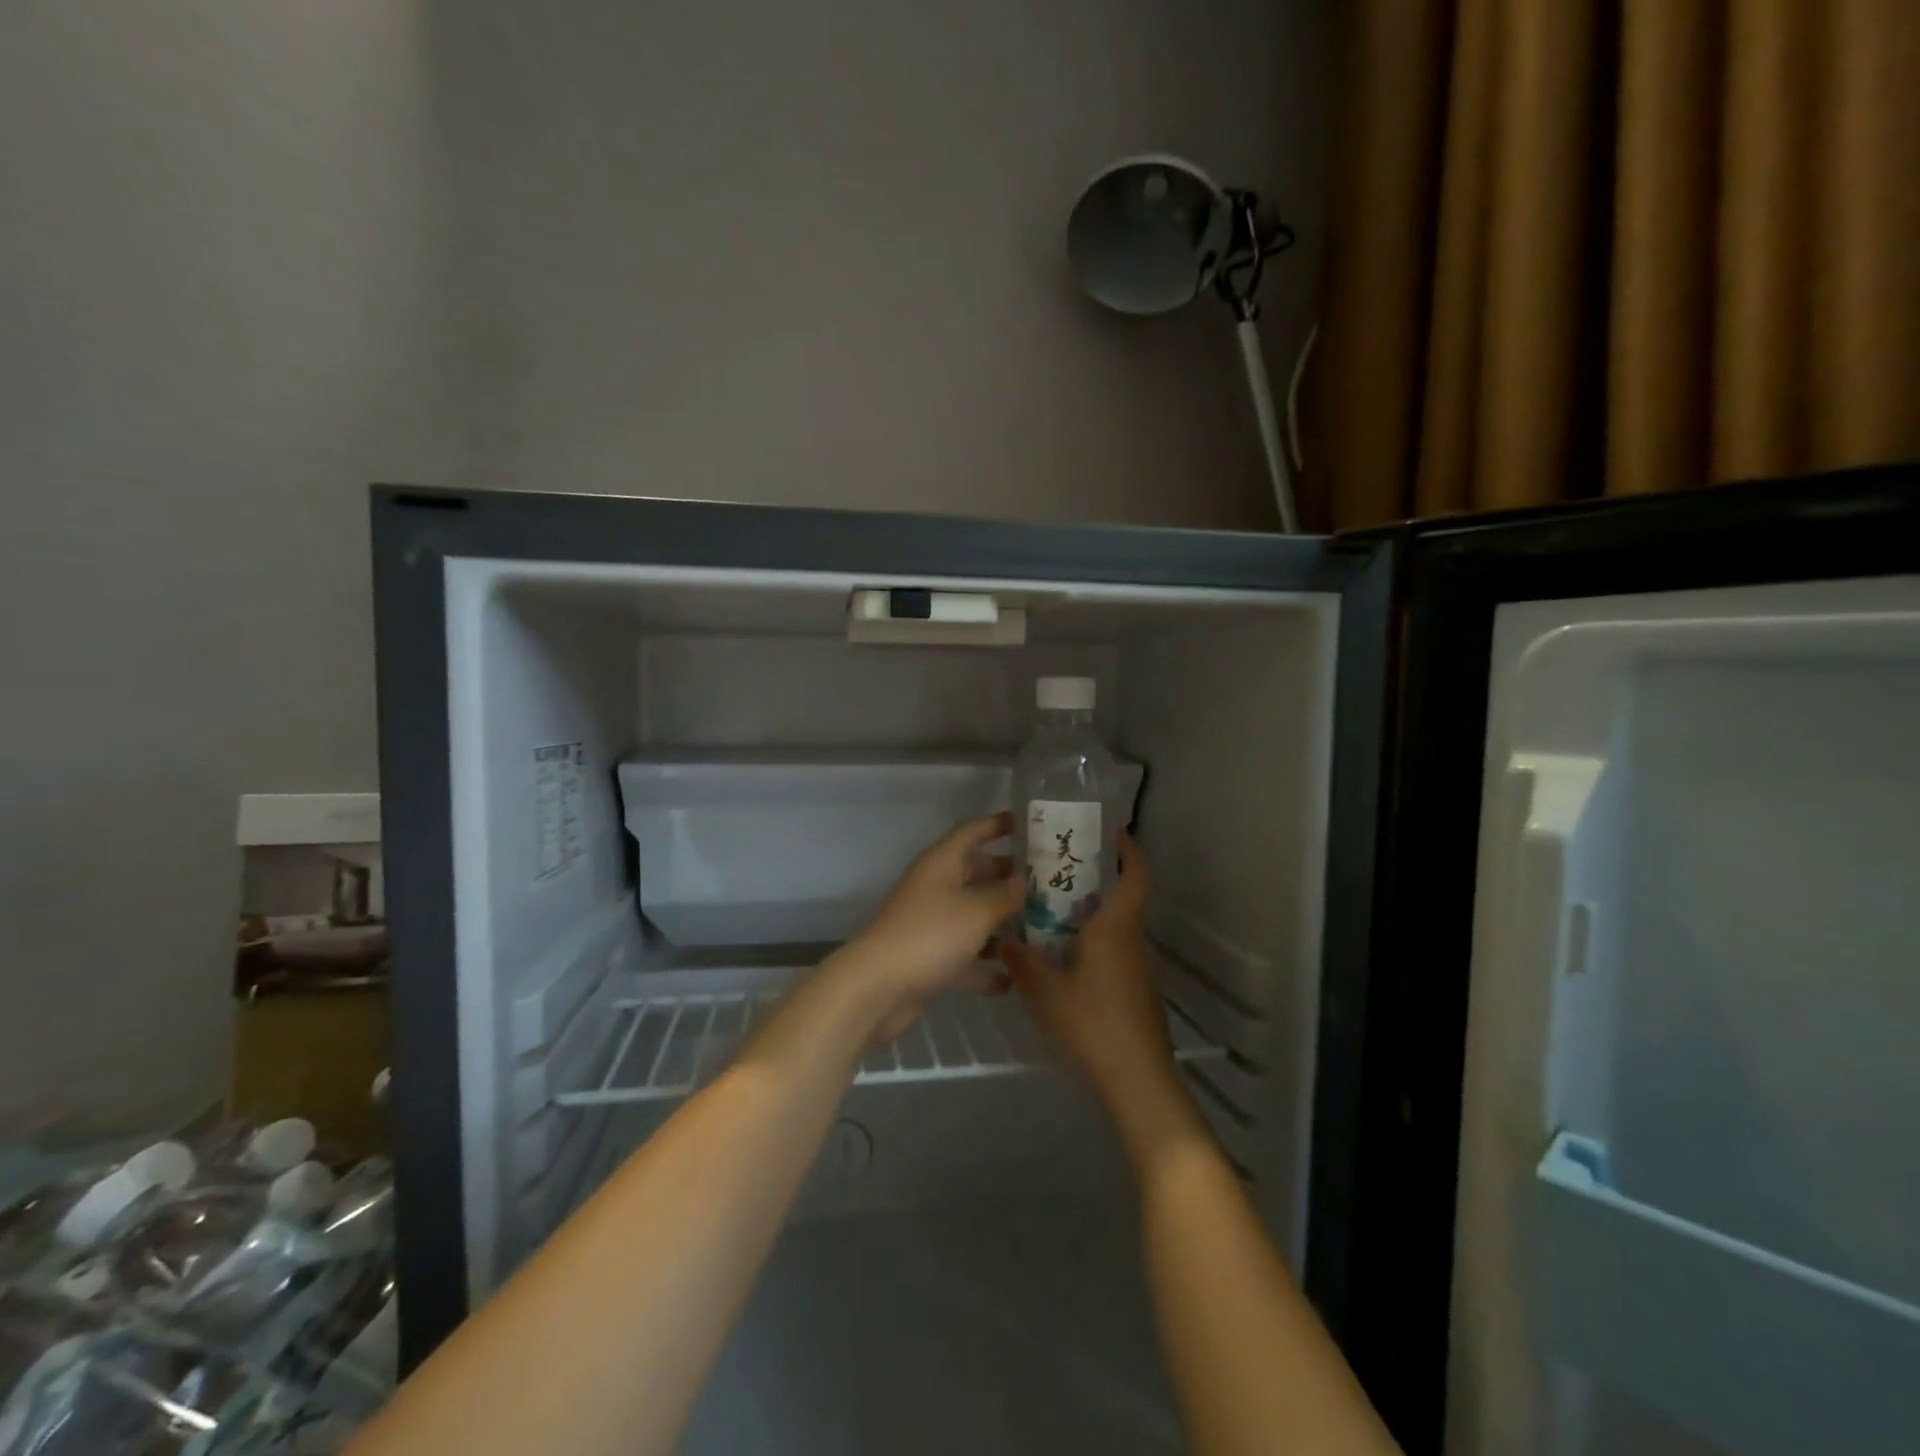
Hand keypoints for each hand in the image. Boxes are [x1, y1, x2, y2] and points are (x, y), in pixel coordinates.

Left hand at [833, 812, 1023, 1040]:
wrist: (880, 987)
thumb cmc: (932, 934)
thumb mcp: (978, 910)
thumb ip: (1006, 895)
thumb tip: (1024, 880)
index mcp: (942, 863)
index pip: (972, 831)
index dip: (998, 824)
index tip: (1029, 824)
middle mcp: (936, 887)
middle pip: (976, 873)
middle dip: (1008, 876)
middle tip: (1048, 881)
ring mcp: (933, 924)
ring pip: (974, 915)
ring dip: (1002, 922)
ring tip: (1043, 927)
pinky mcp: (932, 959)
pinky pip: (966, 955)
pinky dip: (987, 965)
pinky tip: (1015, 978)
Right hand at [1000, 832, 1196, 1143]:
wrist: (1138, 1082)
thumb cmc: (1092, 1024)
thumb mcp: (1044, 992)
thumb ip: (1022, 962)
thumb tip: (1005, 940)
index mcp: (1115, 928)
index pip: (1135, 874)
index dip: (1128, 848)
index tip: (1109, 830)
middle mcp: (1131, 940)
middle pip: (1123, 897)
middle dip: (1095, 879)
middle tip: (1056, 871)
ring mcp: (1137, 969)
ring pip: (1116, 927)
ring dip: (1090, 914)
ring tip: (1048, 912)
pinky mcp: (1135, 992)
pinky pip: (1113, 952)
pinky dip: (1092, 943)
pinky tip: (1062, 960)